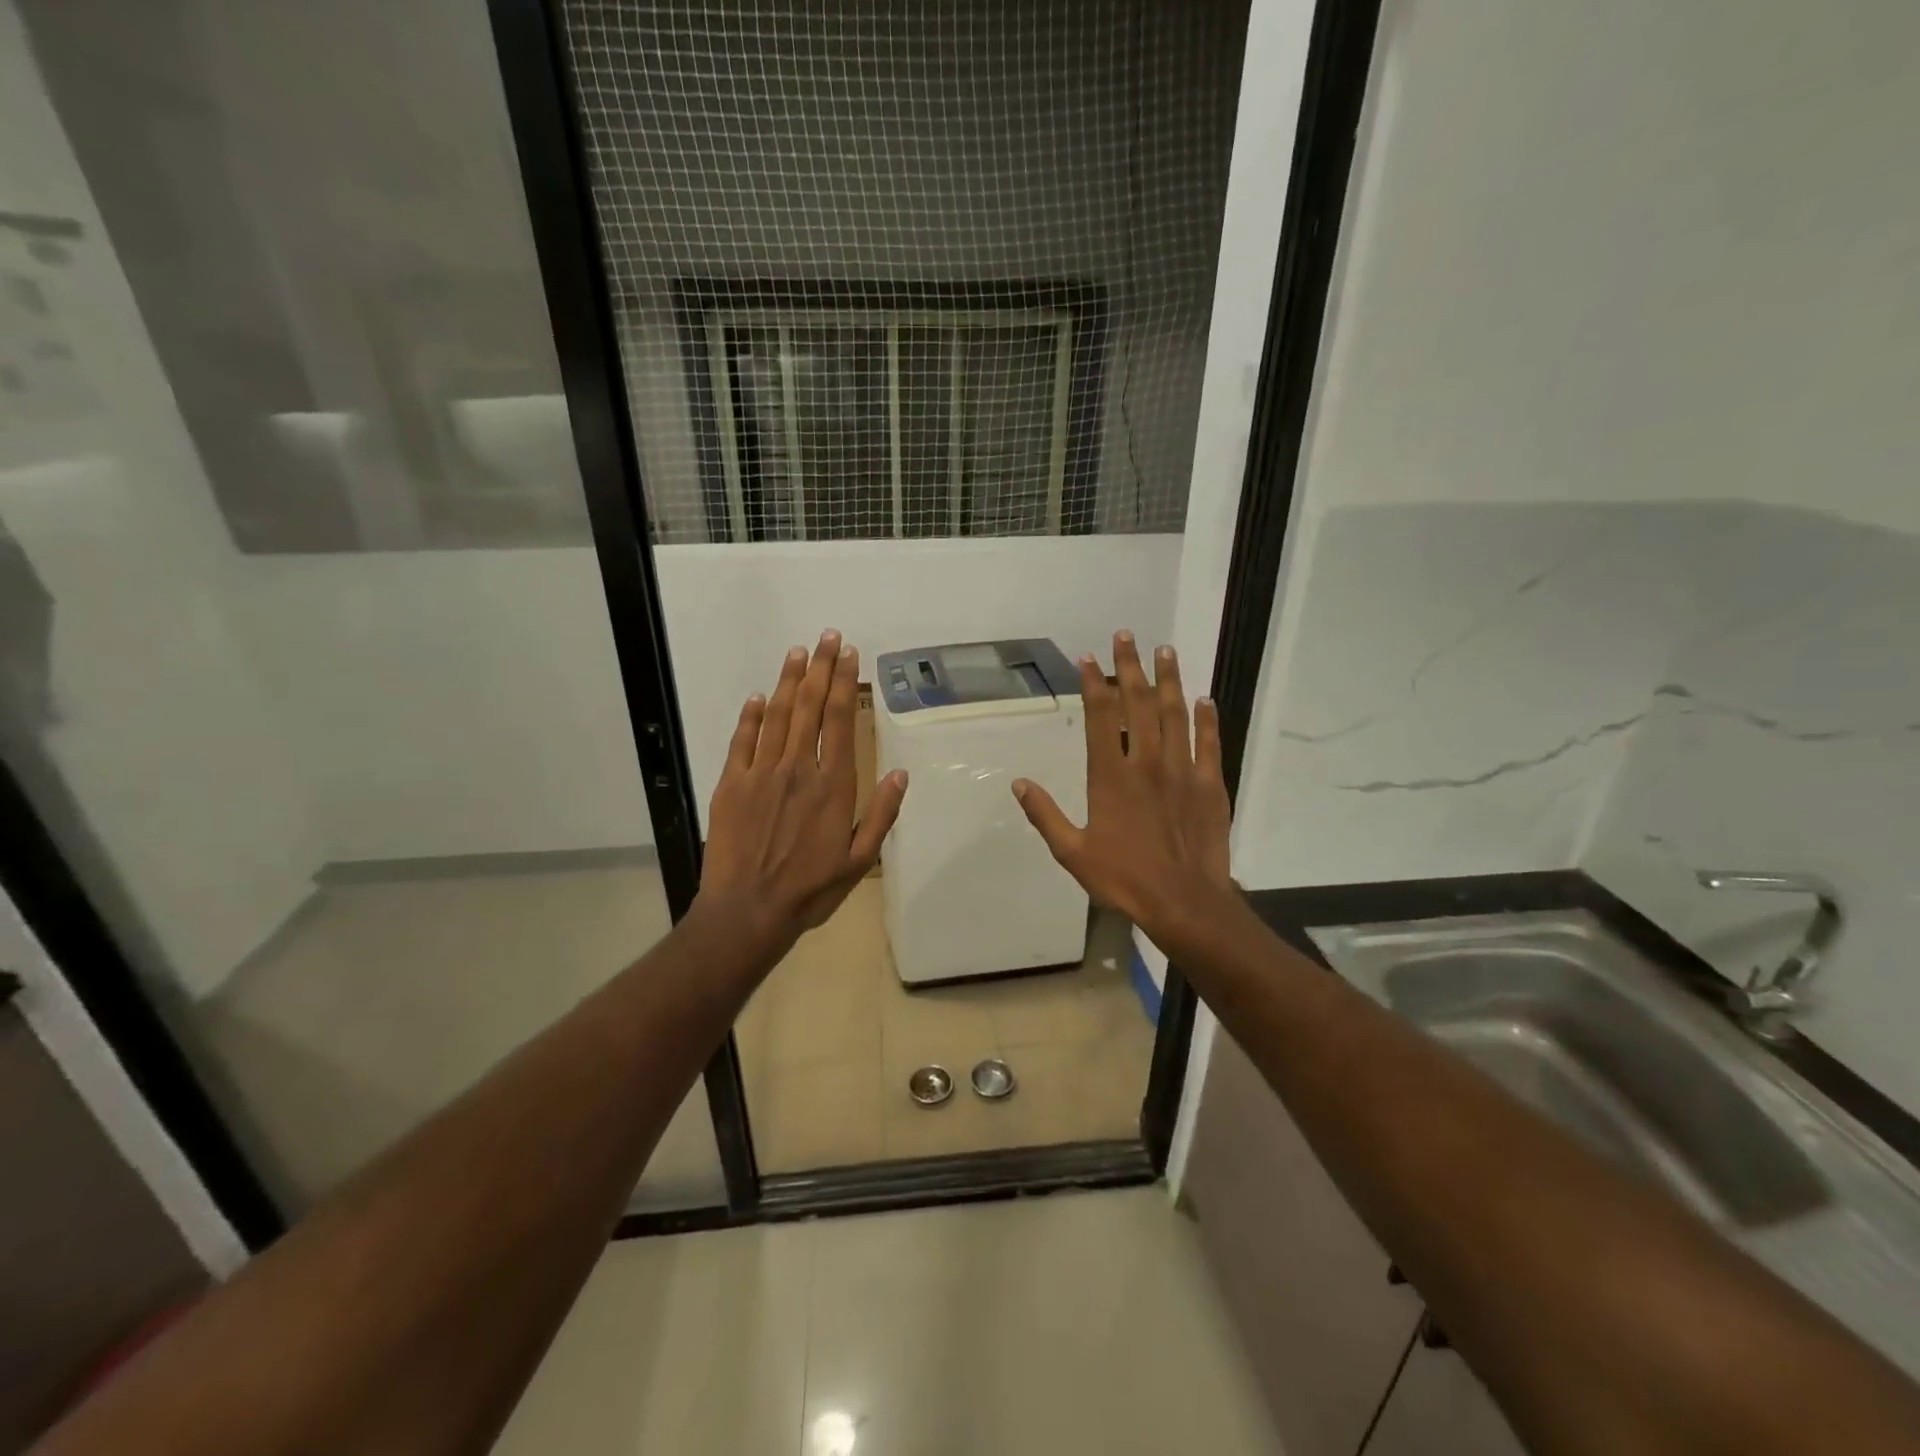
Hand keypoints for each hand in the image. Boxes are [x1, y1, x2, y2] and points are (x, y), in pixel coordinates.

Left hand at [698, 631, 908, 952]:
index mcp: (833, 785)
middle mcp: (798, 769)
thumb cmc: (810, 889)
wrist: (748, 911)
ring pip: (776, 716)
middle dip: (819, 669)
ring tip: (797, 653)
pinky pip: (742, 741)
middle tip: (826, 637)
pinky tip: (758, 696)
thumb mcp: (860, 861)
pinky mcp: (732, 785)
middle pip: (809, 708)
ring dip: (787, 681)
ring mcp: (761, 774)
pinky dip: (750, 716)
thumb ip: (881, 815)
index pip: (839, 721)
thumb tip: (901, 774)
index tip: (848, 655)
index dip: (843, 684)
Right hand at [1011, 631, 1234, 956]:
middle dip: (1130, 667)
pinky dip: (1206, 719)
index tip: (1089, 658)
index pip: (1101, 717)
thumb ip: (1045, 815)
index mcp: (1111, 776)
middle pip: (1139, 704)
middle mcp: (1147, 762)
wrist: (1184, 903)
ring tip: (1166, 650)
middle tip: (1126, 636)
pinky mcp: (1209, 785)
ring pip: (1175, 714)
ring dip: (1169, 680)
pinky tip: (1204, 699)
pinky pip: (1209, 743)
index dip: (1093, 684)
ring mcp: (1182, 771)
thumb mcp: (1072, 852)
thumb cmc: (1124, 878)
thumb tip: (1019, 783)